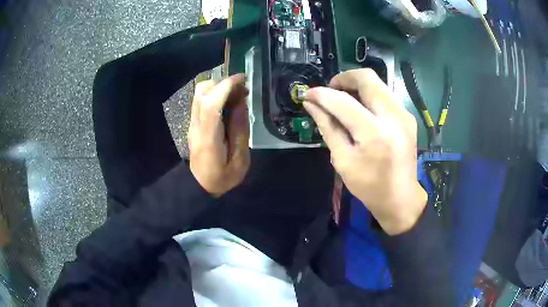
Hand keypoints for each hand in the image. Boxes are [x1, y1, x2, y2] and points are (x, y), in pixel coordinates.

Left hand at [188, 74, 249, 196]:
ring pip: (199, 93)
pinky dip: (215, 94)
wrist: (198, 187)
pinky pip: (201, 100)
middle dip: (223, 83)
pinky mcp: (193, 123)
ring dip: (219, 87)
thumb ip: (240, 131)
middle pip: (201, 92)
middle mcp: (196, 126)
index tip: (242, 79)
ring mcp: (192, 123)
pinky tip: (228, 102)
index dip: (226, 86)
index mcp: (208, 137)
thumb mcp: (239, 161)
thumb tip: (241, 103)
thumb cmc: (221, 178)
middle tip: (242, 89)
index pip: (211, 103)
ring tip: (237, 95)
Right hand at [303, 69, 426, 234]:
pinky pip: (385, 94)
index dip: (322, 94)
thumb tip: (311, 104)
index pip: (343, 102)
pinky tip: (361, 109)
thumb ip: (327, 127)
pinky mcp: (408, 116)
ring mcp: (404, 114)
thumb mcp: (342, 159)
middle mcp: (394, 117)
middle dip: (343, 78)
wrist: (400, 198)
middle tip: (330, 91)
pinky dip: (369, 94)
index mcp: (375, 134)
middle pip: (367, 78)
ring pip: (377, 83)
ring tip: (343, 99)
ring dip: (356, 85)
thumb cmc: (369, 186)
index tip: (308, 94)